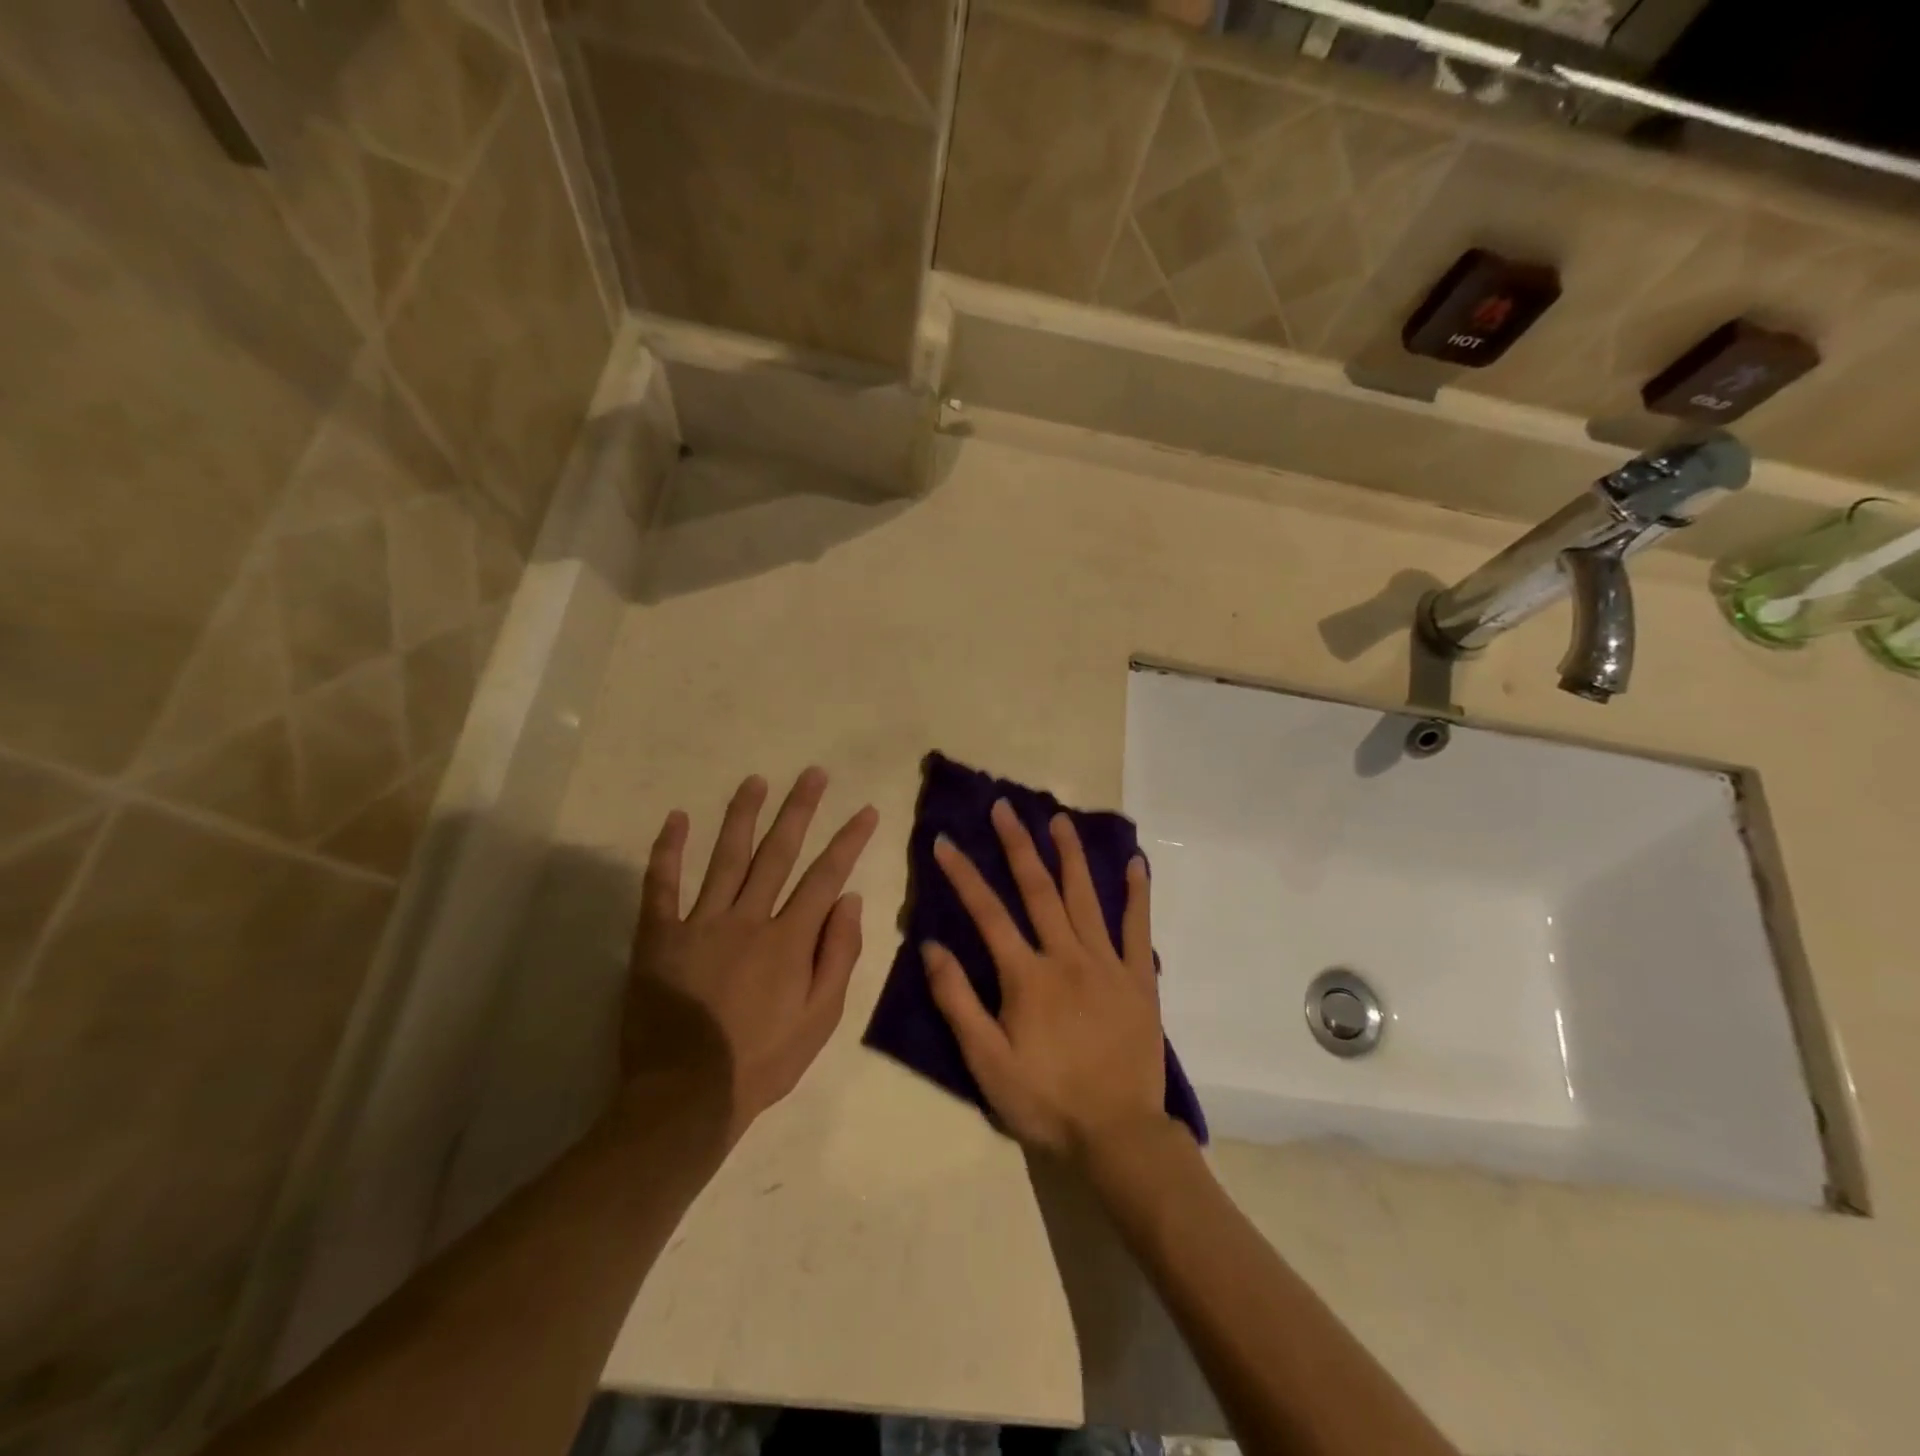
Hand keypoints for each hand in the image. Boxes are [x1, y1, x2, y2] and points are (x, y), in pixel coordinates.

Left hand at [625, 769, 877, 1142]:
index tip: (865, 810)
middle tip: (813, 774)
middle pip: (778, 853)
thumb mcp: (821, 1019)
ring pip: (725, 857)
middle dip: (799, 810)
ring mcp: (700, 923)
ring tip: (755, 781)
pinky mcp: (658, 937)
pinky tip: (676, 818)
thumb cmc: (763, 1060)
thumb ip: (839, 955)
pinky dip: (668, 851)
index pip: (826, 876)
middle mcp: (748, 919)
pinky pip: (661, 885)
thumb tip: (850, 900)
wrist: (686, 1097)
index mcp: (789, 939)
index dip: (848, 840)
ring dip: (742, 815)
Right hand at [923, 800, 1169, 1161]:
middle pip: (1038, 889)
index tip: (944, 841)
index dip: (963, 875)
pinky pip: (1139, 928)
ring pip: (1086, 897)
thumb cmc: (1046, 1100)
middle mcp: (1066, 956)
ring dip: (1070, 854)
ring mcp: (1108, 964)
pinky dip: (1137, 894)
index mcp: (1027, 976)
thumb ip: (957, 1001)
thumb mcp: (986, 1062)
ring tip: (1059, 819)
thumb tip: (932, 946)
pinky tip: (1135, 864)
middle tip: (1004, 806)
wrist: (1118, 1135)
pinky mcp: (1140, 979)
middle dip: (1017, 844)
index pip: (987, 913)